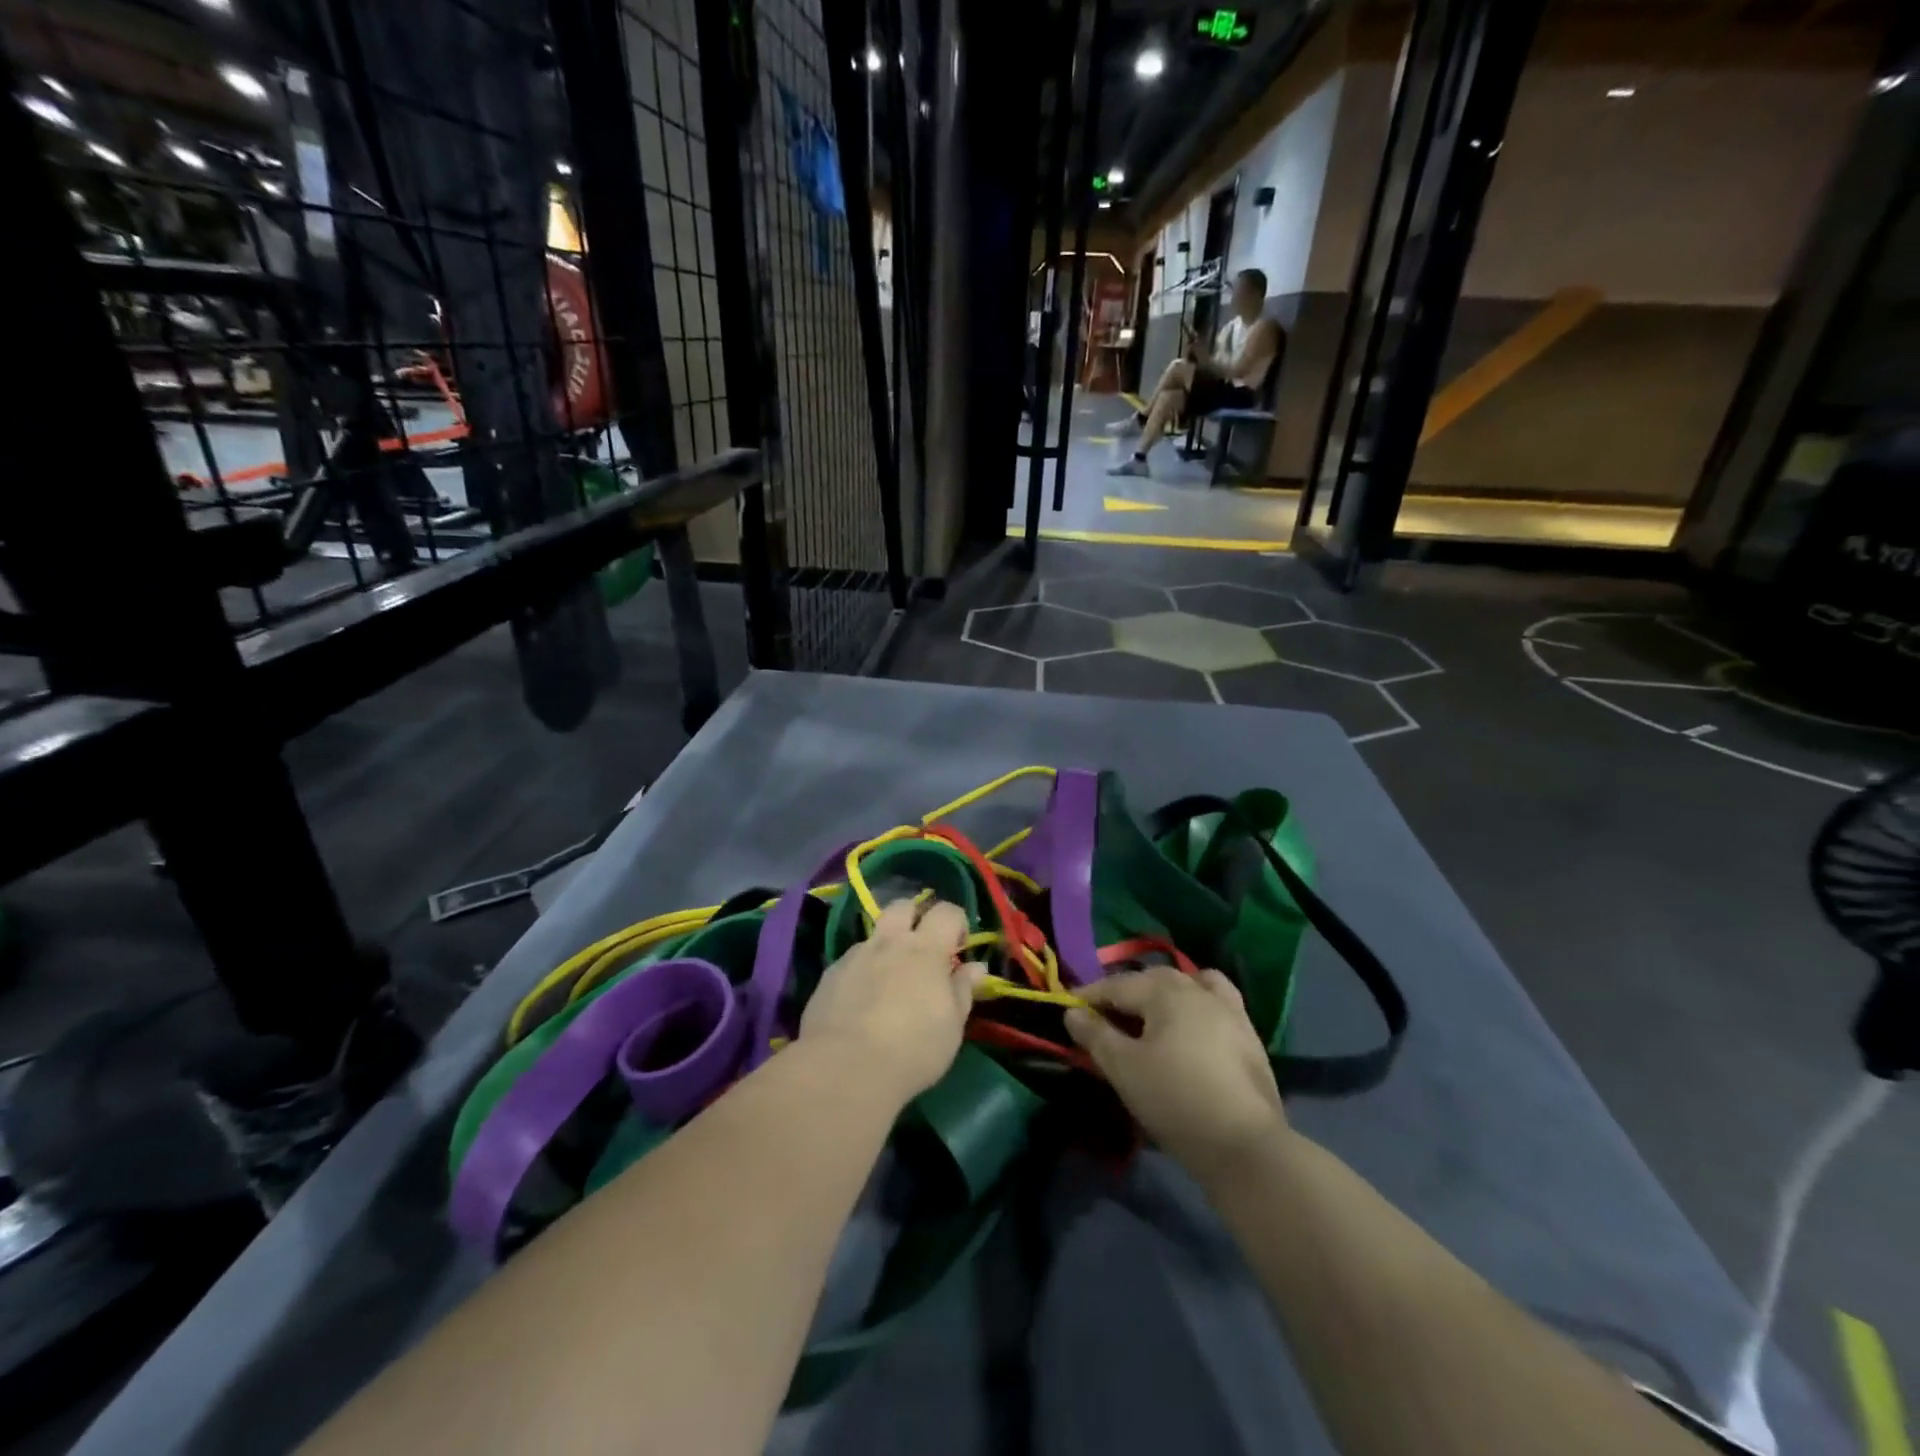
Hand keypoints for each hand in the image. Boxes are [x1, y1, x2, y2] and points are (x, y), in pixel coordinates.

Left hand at [800, 899, 985, 1104]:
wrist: (845, 1068)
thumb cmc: (913, 1049)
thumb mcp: (952, 1027)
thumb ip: (963, 990)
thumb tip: (975, 967)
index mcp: (926, 949)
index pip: (947, 912)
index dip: (957, 922)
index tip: (960, 946)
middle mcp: (889, 941)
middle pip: (903, 906)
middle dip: (915, 916)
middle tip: (923, 946)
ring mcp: (855, 955)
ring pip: (874, 934)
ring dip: (886, 946)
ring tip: (890, 979)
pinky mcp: (830, 974)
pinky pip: (852, 961)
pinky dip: (862, 970)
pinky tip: (862, 1000)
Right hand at [1064, 967, 1287, 1177]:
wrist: (1245, 1146)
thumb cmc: (1175, 1100)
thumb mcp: (1124, 1068)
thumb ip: (1095, 1035)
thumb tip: (1073, 1012)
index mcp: (1166, 992)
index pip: (1118, 985)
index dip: (1089, 995)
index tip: (1067, 1008)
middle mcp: (1199, 990)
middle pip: (1154, 980)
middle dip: (1125, 992)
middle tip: (1103, 1015)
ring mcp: (1230, 1011)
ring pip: (1190, 984)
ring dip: (1165, 992)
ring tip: (1151, 1013)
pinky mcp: (1248, 1037)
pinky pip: (1216, 1004)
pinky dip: (1196, 1005)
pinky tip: (1189, 1028)